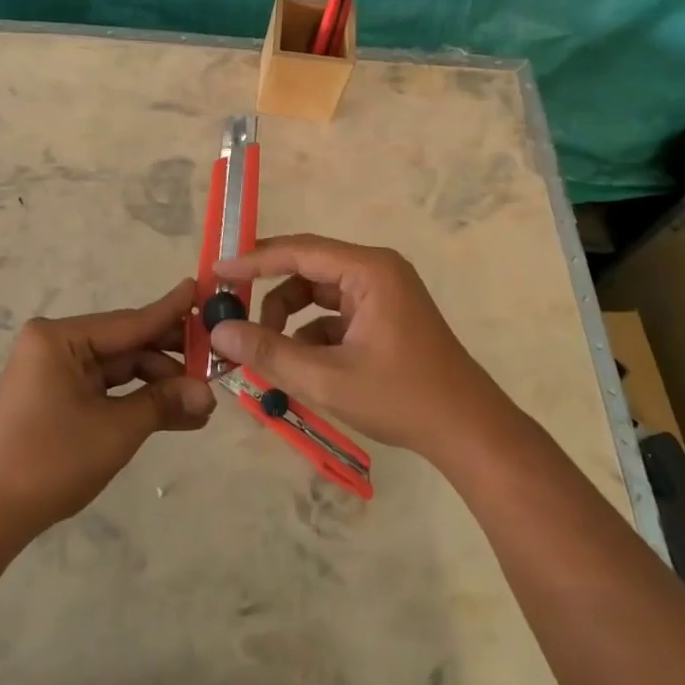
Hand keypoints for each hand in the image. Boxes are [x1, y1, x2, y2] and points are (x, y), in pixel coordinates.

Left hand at [0, 280, 214, 537]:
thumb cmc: (50, 460)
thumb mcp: (115, 430)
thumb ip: (163, 403)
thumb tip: (209, 395)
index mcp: (60, 337)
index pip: (130, 321)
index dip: (171, 312)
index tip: (203, 290)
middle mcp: (56, 344)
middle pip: (126, 345)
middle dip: (170, 360)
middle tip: (216, 364)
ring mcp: (54, 371)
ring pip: (119, 369)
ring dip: (158, 386)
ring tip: (203, 404)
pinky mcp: (56, 397)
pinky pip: (105, 389)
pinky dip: (136, 401)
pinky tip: (175, 414)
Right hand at [210, 235, 514, 462]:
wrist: (468, 432)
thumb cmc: (402, 398)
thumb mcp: (327, 378)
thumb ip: (270, 352)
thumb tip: (219, 331)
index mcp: (369, 270)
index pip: (299, 251)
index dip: (254, 260)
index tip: (216, 272)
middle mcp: (375, 271)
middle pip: (307, 270)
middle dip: (270, 295)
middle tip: (233, 316)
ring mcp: (381, 295)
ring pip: (317, 295)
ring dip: (289, 320)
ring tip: (266, 353)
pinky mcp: (383, 318)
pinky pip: (334, 315)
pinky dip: (311, 336)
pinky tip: (300, 367)